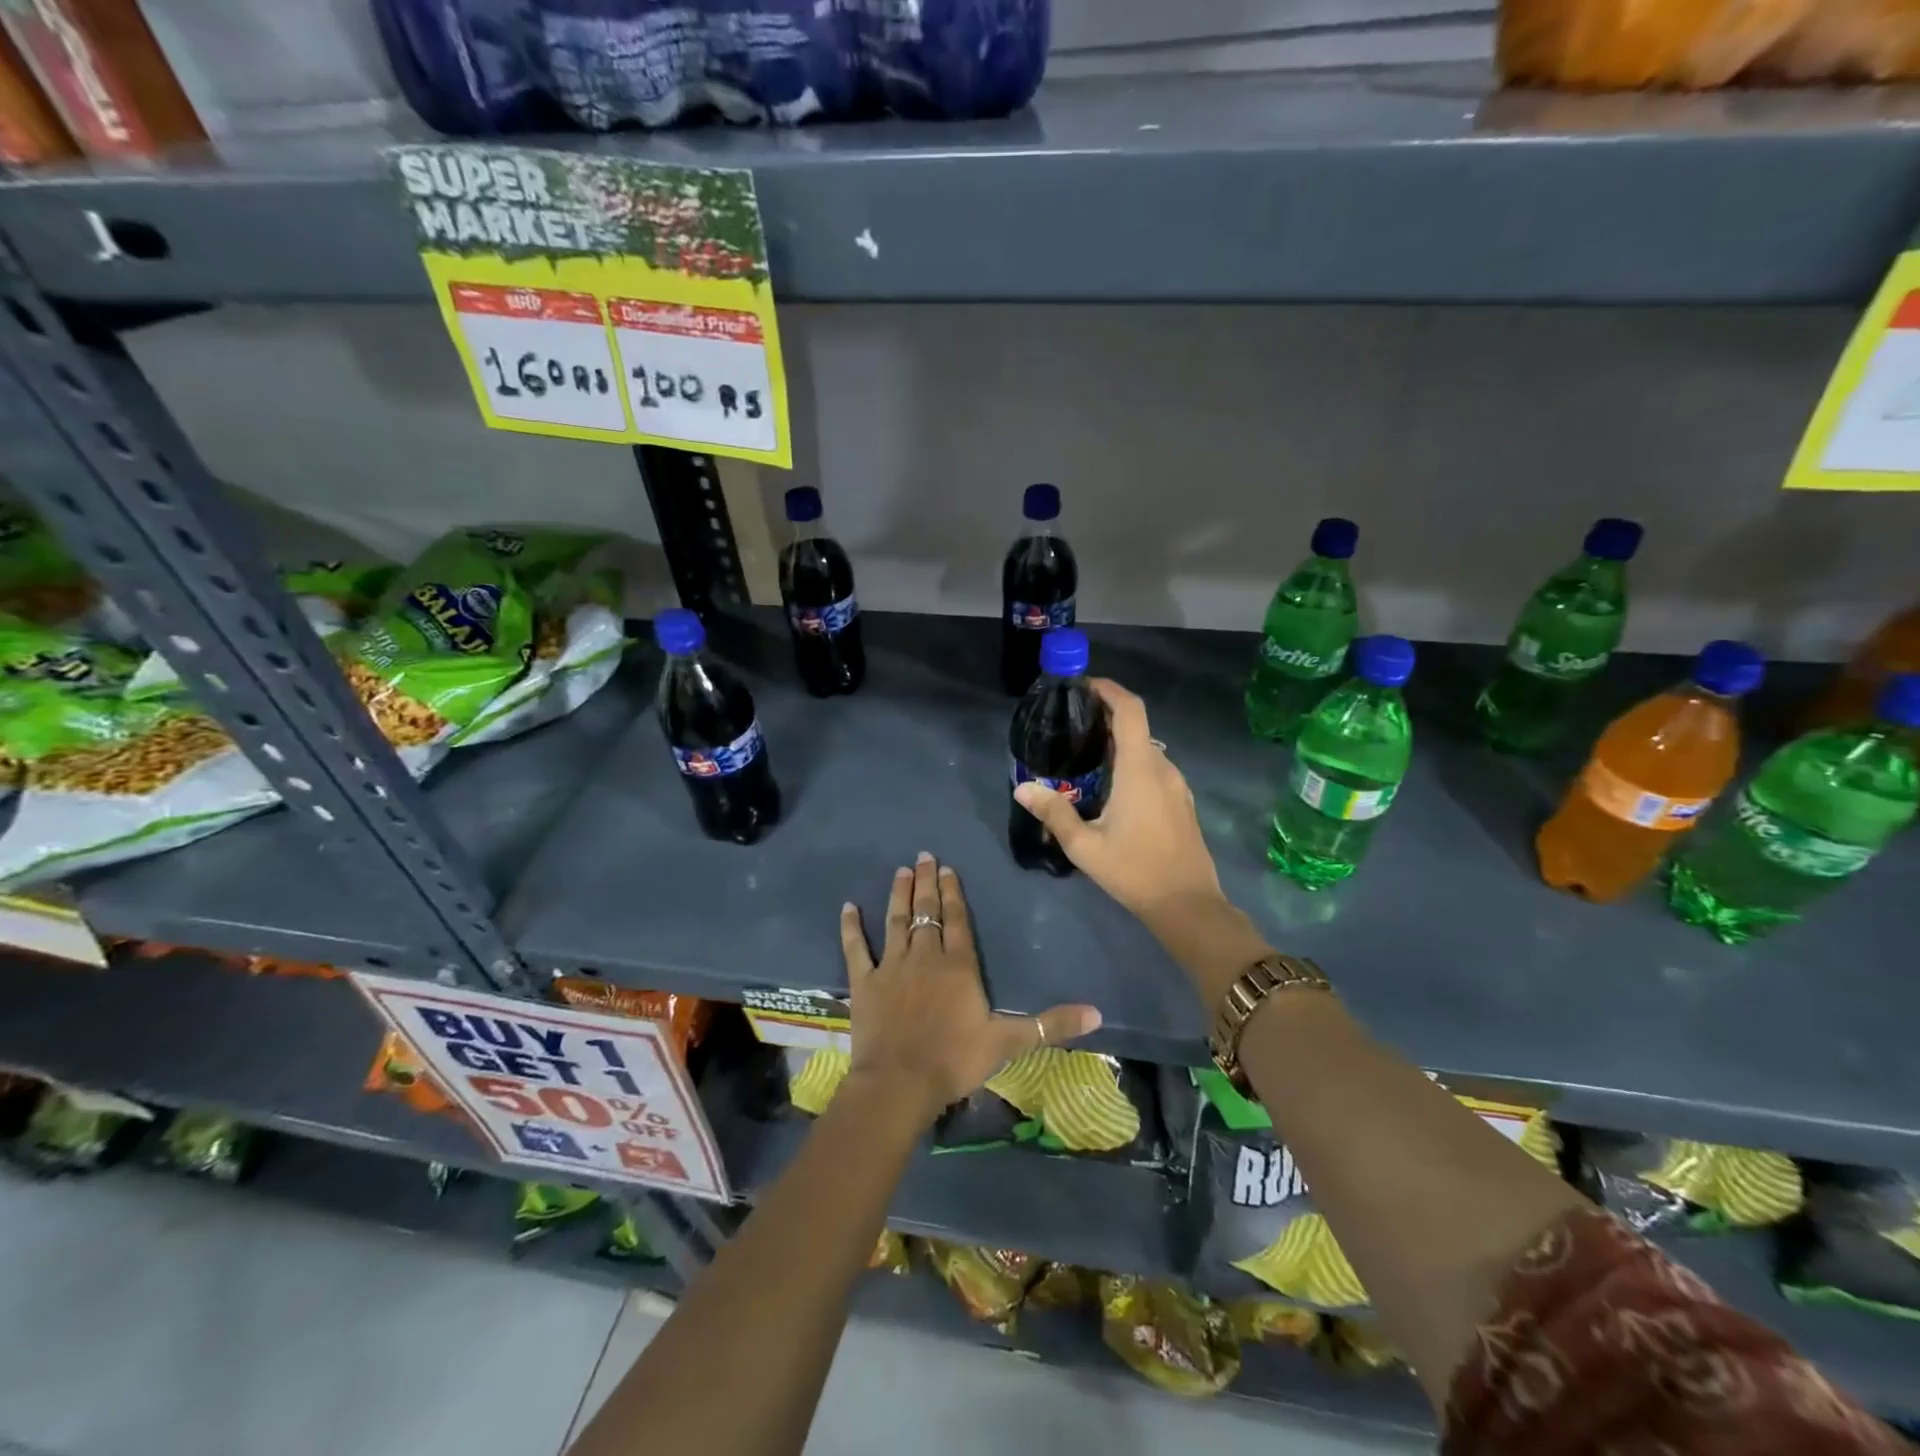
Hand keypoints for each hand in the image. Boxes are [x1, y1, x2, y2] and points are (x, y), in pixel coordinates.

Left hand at [840, 852, 1101, 1124]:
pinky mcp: (864, 982)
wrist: (900, 1083)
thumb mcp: (1009, 1042)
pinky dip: (851, 927)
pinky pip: (855, 948)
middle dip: (927, 882)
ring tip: (901, 871)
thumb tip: (1098, 1014)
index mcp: (959, 965)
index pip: (957, 920)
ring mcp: (892, 966)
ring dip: (899, 894)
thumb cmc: (955, 1060)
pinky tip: (848, 907)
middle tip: (924, 856)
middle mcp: (925, 956)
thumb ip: (1051, 1025)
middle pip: (926, 912)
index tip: (949, 868)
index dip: (954, 892)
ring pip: (896, 921)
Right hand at [1012, 678, 1224, 922]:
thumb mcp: (1084, 846)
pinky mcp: (1181, 802)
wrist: (1188, 905)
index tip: (1083, 685)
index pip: (1130, 709)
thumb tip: (1022, 788)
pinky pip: (1154, 768)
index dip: (1109, 689)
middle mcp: (1163, 767)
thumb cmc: (1134, 871)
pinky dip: (1131, 762)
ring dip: (1118, 743)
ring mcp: (1176, 785)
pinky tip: (1110, 786)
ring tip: (1084, 755)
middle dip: (1105, 716)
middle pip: (1136, 726)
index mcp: (1141, 768)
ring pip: (1146, 749)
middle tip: (1070, 724)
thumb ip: (1054, 812)